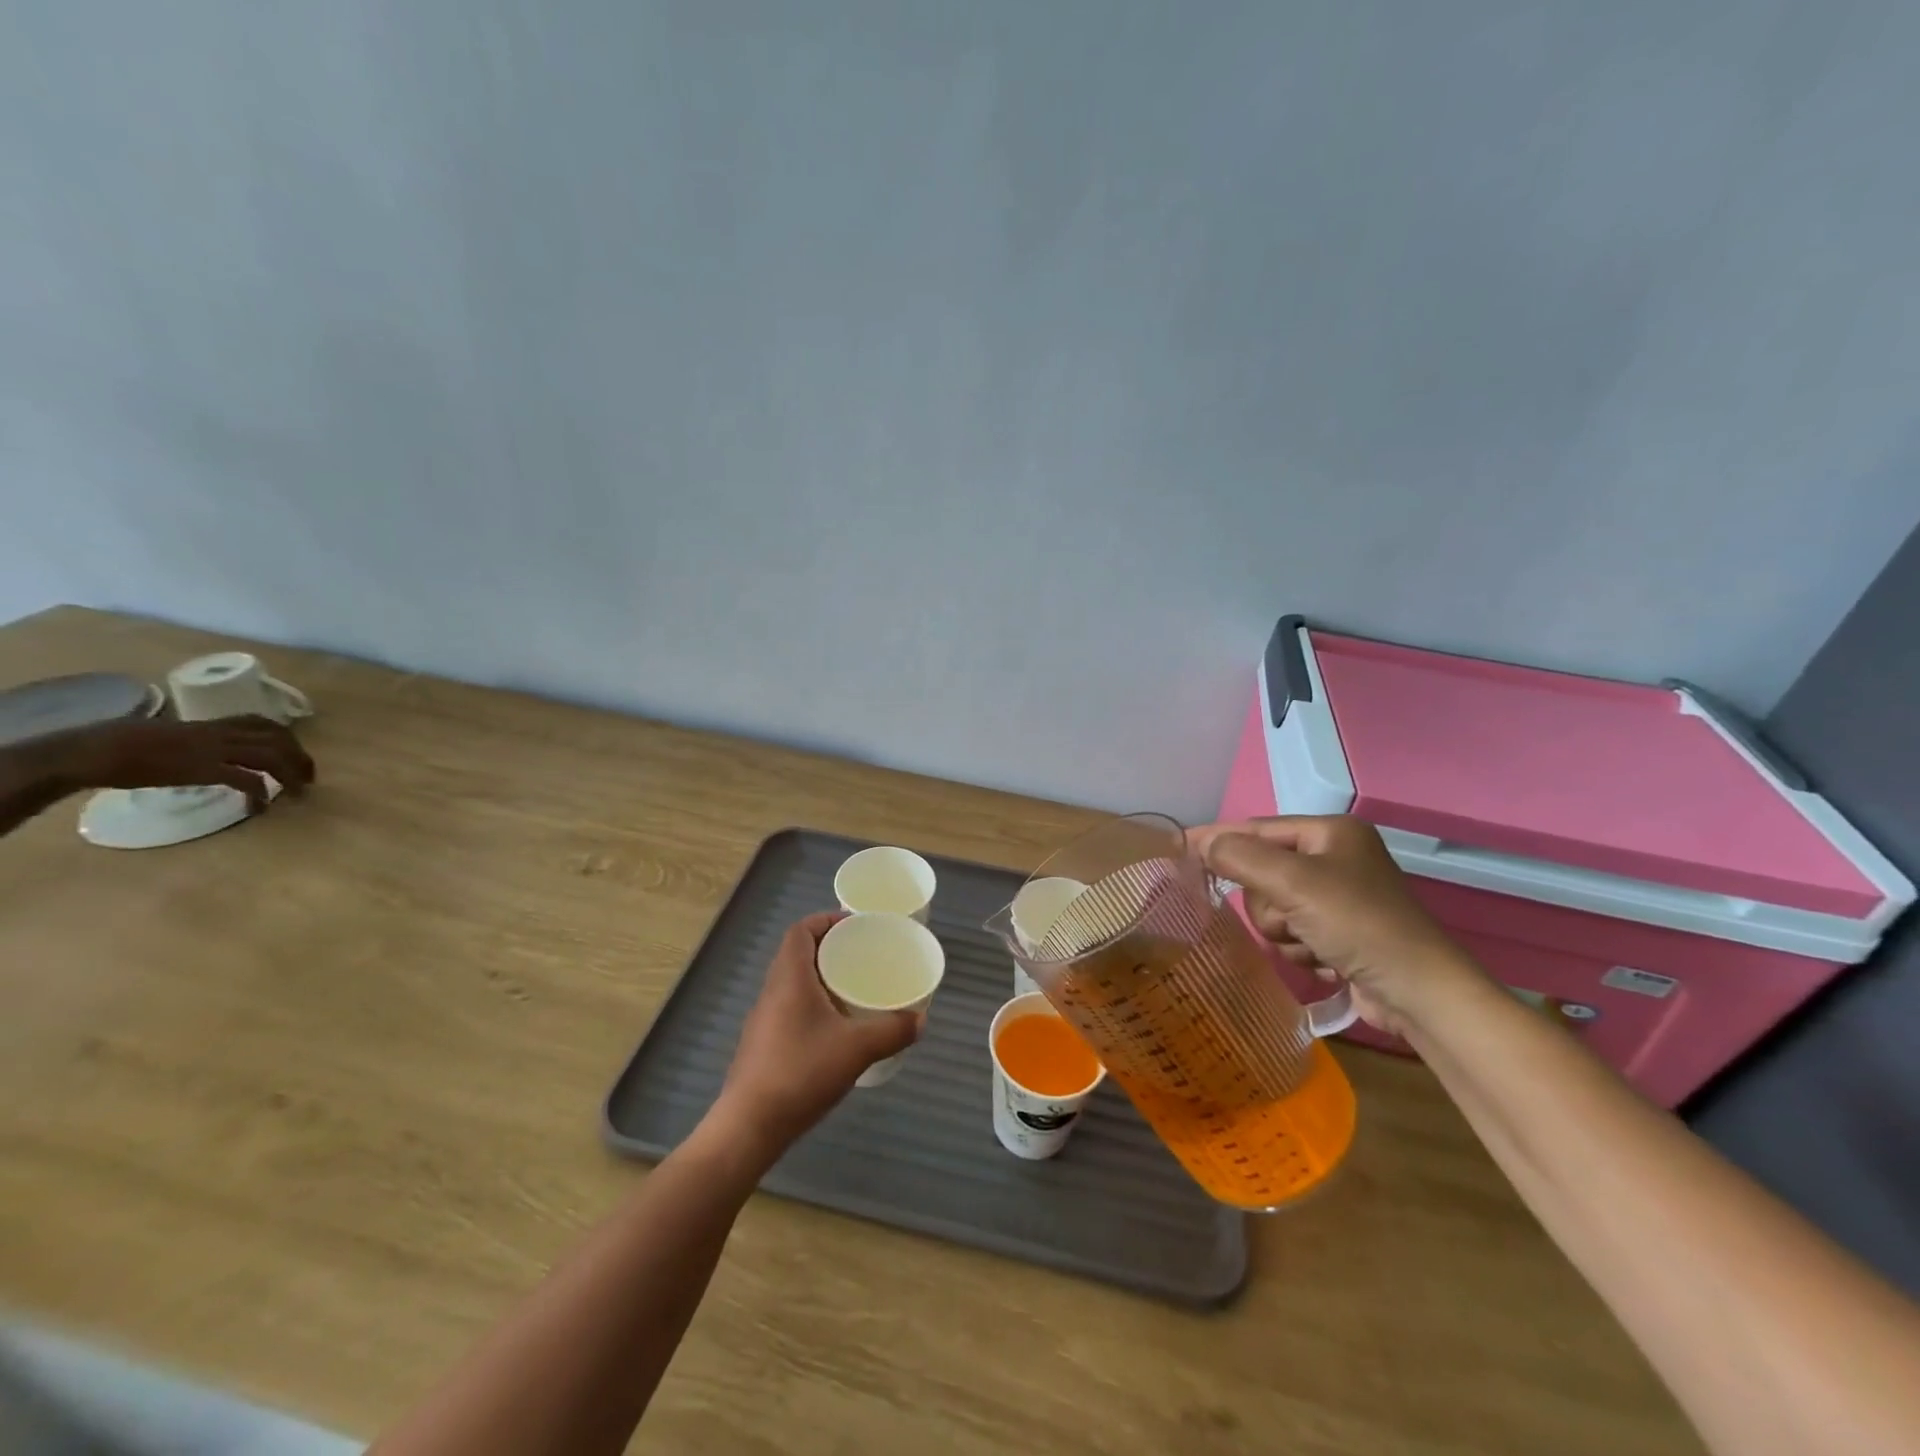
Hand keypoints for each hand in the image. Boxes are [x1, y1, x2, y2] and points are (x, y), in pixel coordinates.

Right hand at [61, 716, 314, 813]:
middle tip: (308, 778)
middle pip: (278, 739)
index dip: (286, 737)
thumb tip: (199, 752)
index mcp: (208, 724)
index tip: (295, 753)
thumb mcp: (165, 734)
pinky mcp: (202, 770)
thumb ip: (191, 740)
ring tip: (298, 795)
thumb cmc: (114, 744)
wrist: (88, 751)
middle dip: (300, 758)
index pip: (262, 722)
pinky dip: (259, 795)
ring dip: (291, 776)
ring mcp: (212, 750)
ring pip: (271, 757)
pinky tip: (258, 810)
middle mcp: (218, 733)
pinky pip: (246, 781)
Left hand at [712, 912, 918, 1159]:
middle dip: (829, 948)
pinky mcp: (763, 1044)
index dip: (826, 920)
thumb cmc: (801, 1073)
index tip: (855, 927)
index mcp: (790, 978)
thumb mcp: (857, 1049)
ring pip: (793, 983)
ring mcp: (763, 1019)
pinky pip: (790, 1008)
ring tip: (854, 989)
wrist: (749, 1127)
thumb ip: (892, 1030)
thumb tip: (920, 1020)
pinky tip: (835, 1029)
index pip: (801, 930)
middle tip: (863, 956)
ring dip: (821, 978)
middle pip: (798, 953)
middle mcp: (772, 991)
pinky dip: (813, 1005)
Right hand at [1191, 815, 1482, 1036]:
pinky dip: (1301, 949)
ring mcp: (1338, 898)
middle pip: (1262, 873)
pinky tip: (1325, 961)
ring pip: (1273, 908)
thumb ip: (1240, 857)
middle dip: (1269, 905)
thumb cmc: (1359, 924)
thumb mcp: (1294, 882)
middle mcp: (1334, 858)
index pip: (1256, 828)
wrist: (1420, 993)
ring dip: (1284, 932)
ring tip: (1313, 946)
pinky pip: (1292, 933)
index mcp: (1330, 832)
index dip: (1217, 838)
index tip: (1177, 848)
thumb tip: (1201, 844)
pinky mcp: (1340, 933)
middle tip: (1290, 920)